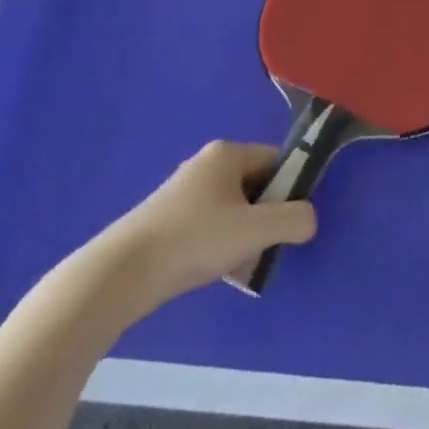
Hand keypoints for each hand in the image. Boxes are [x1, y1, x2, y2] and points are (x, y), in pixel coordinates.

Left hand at [89, 141, 316, 316]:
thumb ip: (295, 220)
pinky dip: (217, 247)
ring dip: (242, 236)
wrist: (118, 275)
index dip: (291, 189)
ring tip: (239, 266)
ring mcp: (181, 193)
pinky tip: (213, 272)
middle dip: (265, 218)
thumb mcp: (256, 230)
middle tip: (265, 247)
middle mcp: (205, 164)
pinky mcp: (164, 221)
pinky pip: (207, 227)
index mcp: (228, 153)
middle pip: (255, 186)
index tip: (291, 222)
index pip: (276, 161)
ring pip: (231, 210)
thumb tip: (309, 220)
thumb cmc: (194, 240)